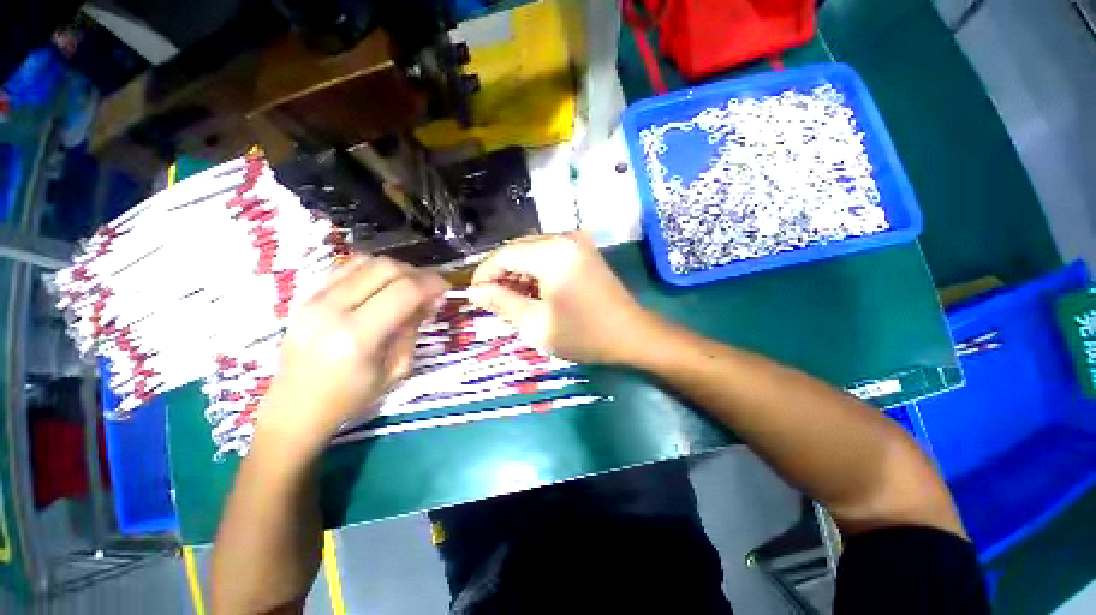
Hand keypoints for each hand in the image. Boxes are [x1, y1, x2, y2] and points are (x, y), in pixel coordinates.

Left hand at [259, 256, 447, 448]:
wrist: (295, 407)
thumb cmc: (350, 397)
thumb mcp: (396, 369)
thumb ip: (412, 329)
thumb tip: (430, 300)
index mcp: (357, 337)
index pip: (404, 291)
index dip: (432, 284)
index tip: (446, 288)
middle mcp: (332, 310)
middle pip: (385, 268)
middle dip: (416, 273)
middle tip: (430, 288)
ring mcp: (314, 299)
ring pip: (365, 261)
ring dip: (395, 268)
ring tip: (408, 285)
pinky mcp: (305, 295)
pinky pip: (346, 267)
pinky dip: (372, 269)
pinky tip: (382, 285)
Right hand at [468, 232, 654, 363]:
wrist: (632, 335)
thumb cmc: (583, 334)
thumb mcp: (536, 323)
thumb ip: (502, 303)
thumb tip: (474, 291)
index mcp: (552, 252)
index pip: (504, 255)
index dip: (485, 275)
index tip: (475, 298)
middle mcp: (564, 238)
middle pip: (518, 250)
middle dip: (501, 275)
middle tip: (493, 303)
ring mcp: (577, 243)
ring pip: (532, 253)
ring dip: (518, 275)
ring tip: (512, 302)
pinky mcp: (583, 252)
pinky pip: (549, 256)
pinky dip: (536, 273)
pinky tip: (533, 294)